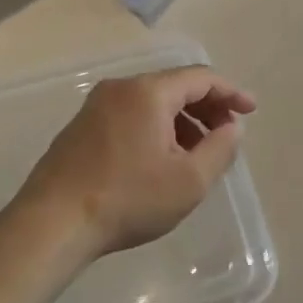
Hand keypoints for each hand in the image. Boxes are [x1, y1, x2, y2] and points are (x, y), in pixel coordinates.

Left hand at [11, 66, 255, 257]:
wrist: (52, 224)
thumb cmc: (128, 199)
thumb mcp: (190, 180)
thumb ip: (221, 148)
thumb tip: (231, 128)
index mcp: (148, 92)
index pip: (201, 78)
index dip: (231, 93)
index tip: (250, 111)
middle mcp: (120, 89)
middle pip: (175, 86)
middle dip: (207, 108)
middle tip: (225, 136)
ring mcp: (95, 107)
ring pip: (152, 102)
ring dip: (182, 122)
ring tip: (196, 155)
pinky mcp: (81, 128)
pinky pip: (131, 116)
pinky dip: (156, 129)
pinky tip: (161, 161)